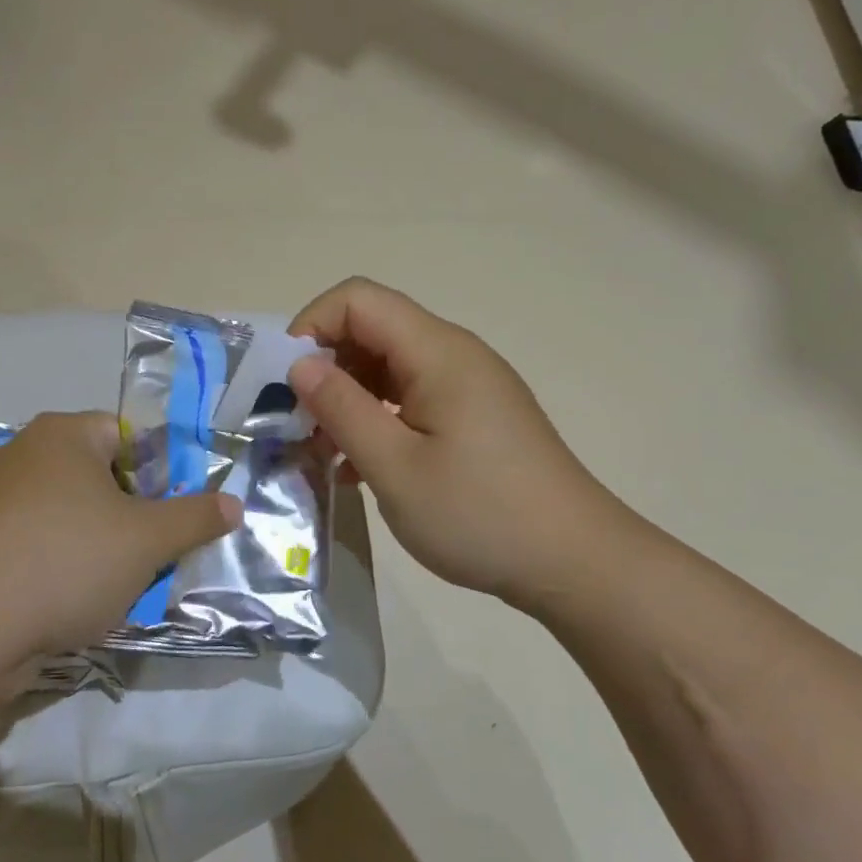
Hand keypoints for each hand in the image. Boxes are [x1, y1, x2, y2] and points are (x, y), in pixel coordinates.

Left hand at [0, 411, 241, 673]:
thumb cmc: (66, 563)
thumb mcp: (147, 540)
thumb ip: (196, 517)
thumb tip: (234, 504)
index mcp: (64, 433)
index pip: (130, 437)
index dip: (160, 476)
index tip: (169, 520)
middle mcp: (25, 453)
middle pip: (102, 477)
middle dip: (132, 515)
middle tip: (150, 554)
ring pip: (71, 514)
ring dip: (100, 544)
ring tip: (115, 584)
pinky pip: (38, 542)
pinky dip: (61, 563)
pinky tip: (71, 599)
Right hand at [288, 278, 626, 605]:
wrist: (575, 562)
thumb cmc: (480, 514)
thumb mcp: (395, 466)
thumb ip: (342, 408)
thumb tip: (299, 363)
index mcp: (438, 352)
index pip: (358, 299)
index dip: (311, 327)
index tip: (286, 384)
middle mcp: (454, 355)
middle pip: (372, 329)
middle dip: (325, 368)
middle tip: (300, 425)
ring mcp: (467, 386)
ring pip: (387, 367)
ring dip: (348, 400)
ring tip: (325, 452)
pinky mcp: (473, 416)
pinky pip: (410, 398)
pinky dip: (376, 419)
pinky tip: (361, 467)